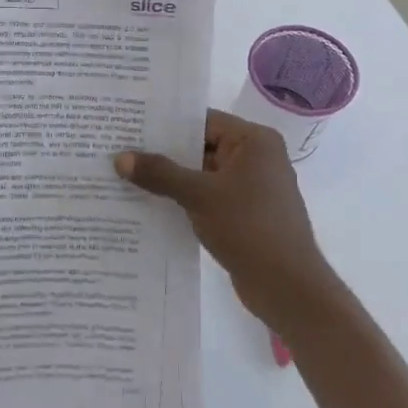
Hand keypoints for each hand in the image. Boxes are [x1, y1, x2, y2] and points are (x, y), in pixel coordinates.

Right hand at [115, 109, 341, 339]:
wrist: (288, 287)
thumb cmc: (249, 228)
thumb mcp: (199, 195)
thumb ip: (160, 173)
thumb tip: (120, 158)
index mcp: (254, 141)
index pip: (203, 120)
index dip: (166, 123)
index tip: (130, 125)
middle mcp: (256, 158)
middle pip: (202, 146)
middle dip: (163, 152)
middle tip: (120, 149)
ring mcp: (252, 187)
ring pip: (202, 174)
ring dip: (171, 178)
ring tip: (126, 175)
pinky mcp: (245, 214)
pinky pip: (208, 196)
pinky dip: (184, 198)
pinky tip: (151, 203)